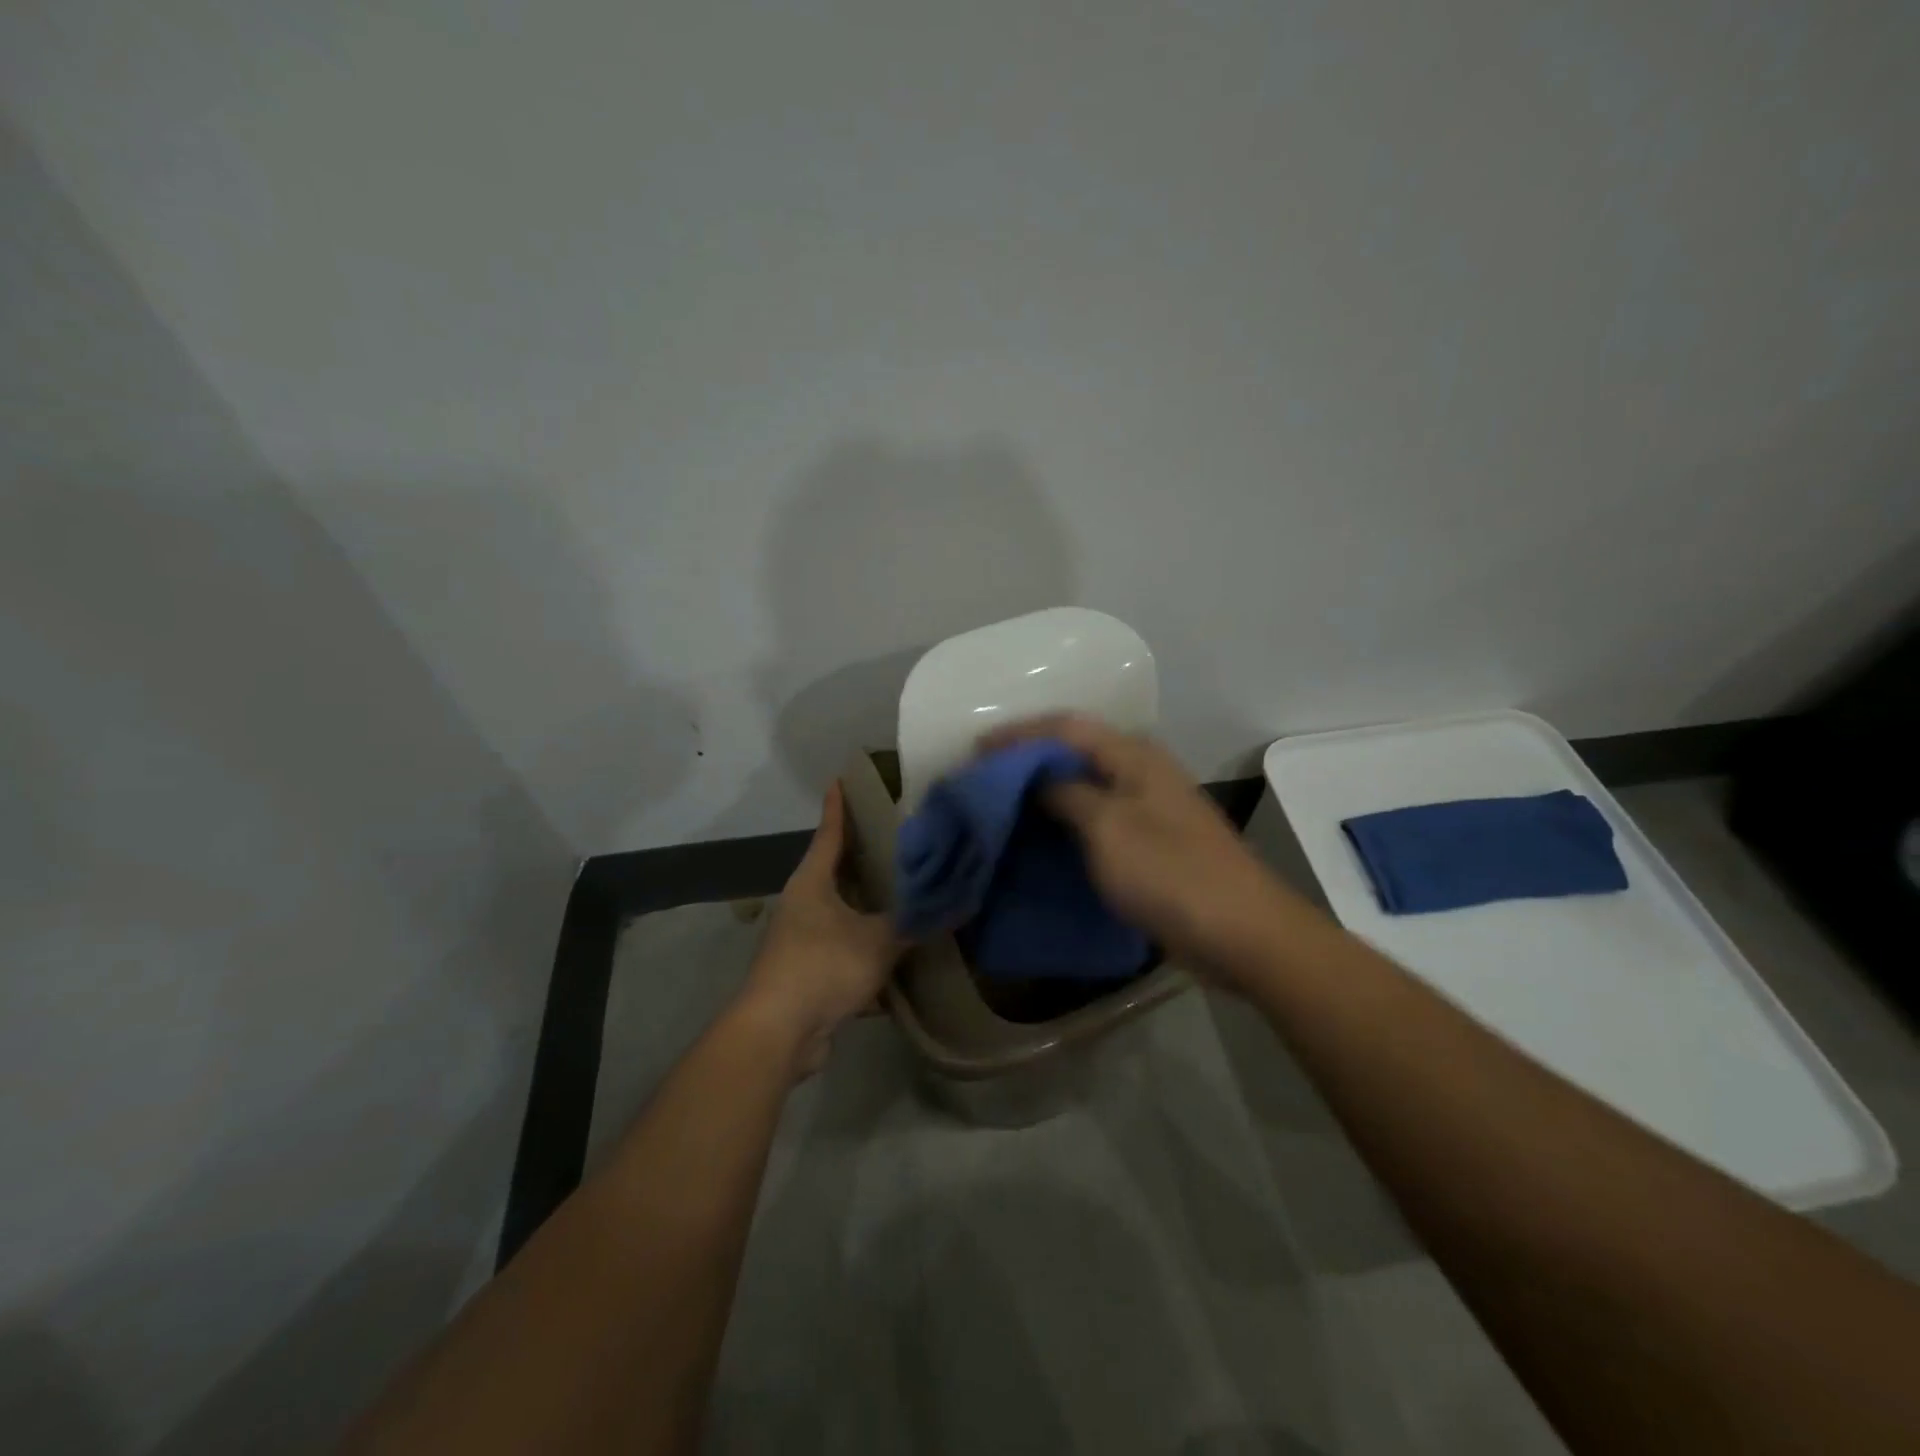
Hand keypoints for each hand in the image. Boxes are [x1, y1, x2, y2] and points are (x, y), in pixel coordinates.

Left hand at [738, 780, 900, 1076]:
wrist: (779, 1033)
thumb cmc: (823, 966)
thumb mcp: (878, 940)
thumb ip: (917, 923)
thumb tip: (959, 905)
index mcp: (812, 884)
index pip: (829, 834)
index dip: (838, 808)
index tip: (841, 779)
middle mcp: (802, 906)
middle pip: (834, 873)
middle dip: (861, 858)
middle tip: (895, 839)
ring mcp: (802, 941)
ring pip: (841, 914)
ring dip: (867, 908)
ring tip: (902, 893)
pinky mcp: (808, 975)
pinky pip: (844, 952)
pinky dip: (867, 950)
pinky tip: (895, 956)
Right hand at [980, 714, 1302, 984]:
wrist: (1243, 934)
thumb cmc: (1170, 874)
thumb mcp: (1108, 828)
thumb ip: (1066, 793)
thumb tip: (1037, 776)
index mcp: (1134, 756)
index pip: (1065, 727)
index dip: (1018, 735)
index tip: (975, 750)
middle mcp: (1142, 772)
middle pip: (1075, 751)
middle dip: (1027, 760)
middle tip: (984, 777)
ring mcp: (1149, 809)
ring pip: (1085, 786)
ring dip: (1044, 790)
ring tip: (1002, 804)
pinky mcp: (1151, 843)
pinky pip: (1097, 819)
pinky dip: (1065, 821)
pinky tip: (1041, 836)